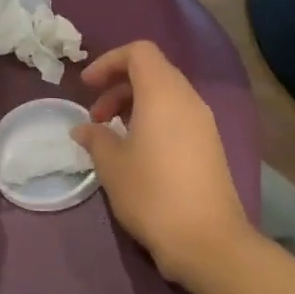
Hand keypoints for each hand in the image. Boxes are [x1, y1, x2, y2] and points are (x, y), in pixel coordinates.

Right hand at [74, 40, 252, 290]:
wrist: (207, 241)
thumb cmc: (152, 194)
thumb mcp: (112, 165)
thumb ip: (95, 137)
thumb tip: (84, 128)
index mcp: (163, 94)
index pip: (139, 52)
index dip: (109, 62)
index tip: (87, 86)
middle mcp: (188, 100)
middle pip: (153, 71)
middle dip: (118, 85)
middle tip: (96, 117)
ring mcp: (204, 123)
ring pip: (166, 94)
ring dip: (134, 104)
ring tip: (112, 136)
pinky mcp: (210, 146)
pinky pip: (178, 116)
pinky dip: (153, 120)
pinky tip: (137, 152)